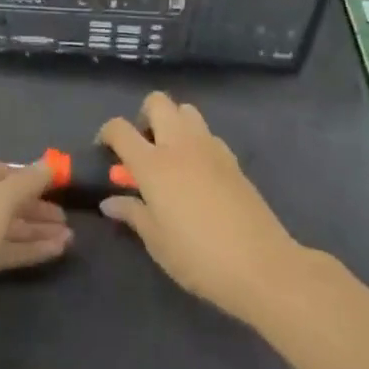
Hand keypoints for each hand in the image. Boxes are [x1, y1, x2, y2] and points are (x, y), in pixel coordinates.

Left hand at [0, 151, 72, 323]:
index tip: (54, 188)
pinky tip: (54, 251)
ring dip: (32, 230)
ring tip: (68, 238)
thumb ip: (30, 180)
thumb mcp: (3, 197)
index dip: (26, 179)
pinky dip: (20, 247)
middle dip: (34, 209)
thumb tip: (50, 165)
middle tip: (64, 219)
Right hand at [99, 91, 304, 325]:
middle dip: (144, 116)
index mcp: (154, 164)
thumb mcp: (157, 242)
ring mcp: (210, 147)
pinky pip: (207, 134)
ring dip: (173, 123)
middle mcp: (180, 145)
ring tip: (171, 156)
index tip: (106, 150)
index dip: (107, 133)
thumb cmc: (199, 258)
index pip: (120, 129)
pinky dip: (196, 141)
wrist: (262, 266)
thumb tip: (110, 201)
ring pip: (186, 110)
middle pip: (157, 102)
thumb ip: (133, 214)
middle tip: (143, 147)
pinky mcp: (233, 158)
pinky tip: (198, 173)